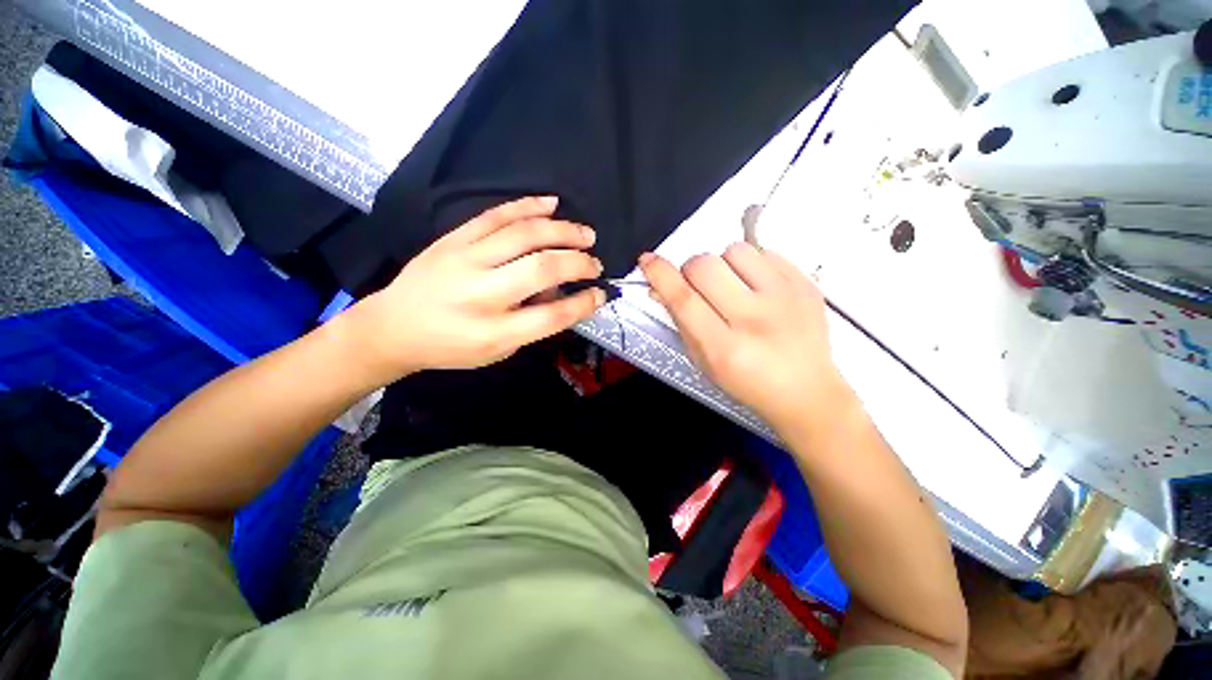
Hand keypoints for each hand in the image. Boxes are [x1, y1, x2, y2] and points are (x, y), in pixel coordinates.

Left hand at [343, 197, 605, 379]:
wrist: (393, 327)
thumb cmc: (450, 347)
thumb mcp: (497, 350)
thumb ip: (532, 323)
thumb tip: (562, 290)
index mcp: (494, 332)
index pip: (552, 315)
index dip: (583, 302)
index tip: (600, 293)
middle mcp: (481, 294)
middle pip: (542, 269)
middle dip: (579, 262)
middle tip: (596, 262)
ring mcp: (464, 260)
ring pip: (524, 235)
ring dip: (563, 231)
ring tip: (586, 234)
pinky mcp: (452, 239)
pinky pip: (495, 215)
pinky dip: (527, 206)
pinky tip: (552, 203)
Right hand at [639, 243, 847, 430]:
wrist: (807, 392)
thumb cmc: (747, 383)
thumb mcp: (704, 362)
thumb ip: (680, 322)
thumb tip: (659, 287)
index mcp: (725, 348)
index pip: (684, 298)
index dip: (661, 275)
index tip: (647, 260)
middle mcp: (756, 319)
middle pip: (705, 266)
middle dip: (691, 271)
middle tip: (699, 286)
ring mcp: (786, 297)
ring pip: (734, 250)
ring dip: (723, 265)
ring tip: (733, 286)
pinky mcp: (806, 283)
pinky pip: (764, 251)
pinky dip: (751, 264)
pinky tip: (757, 288)